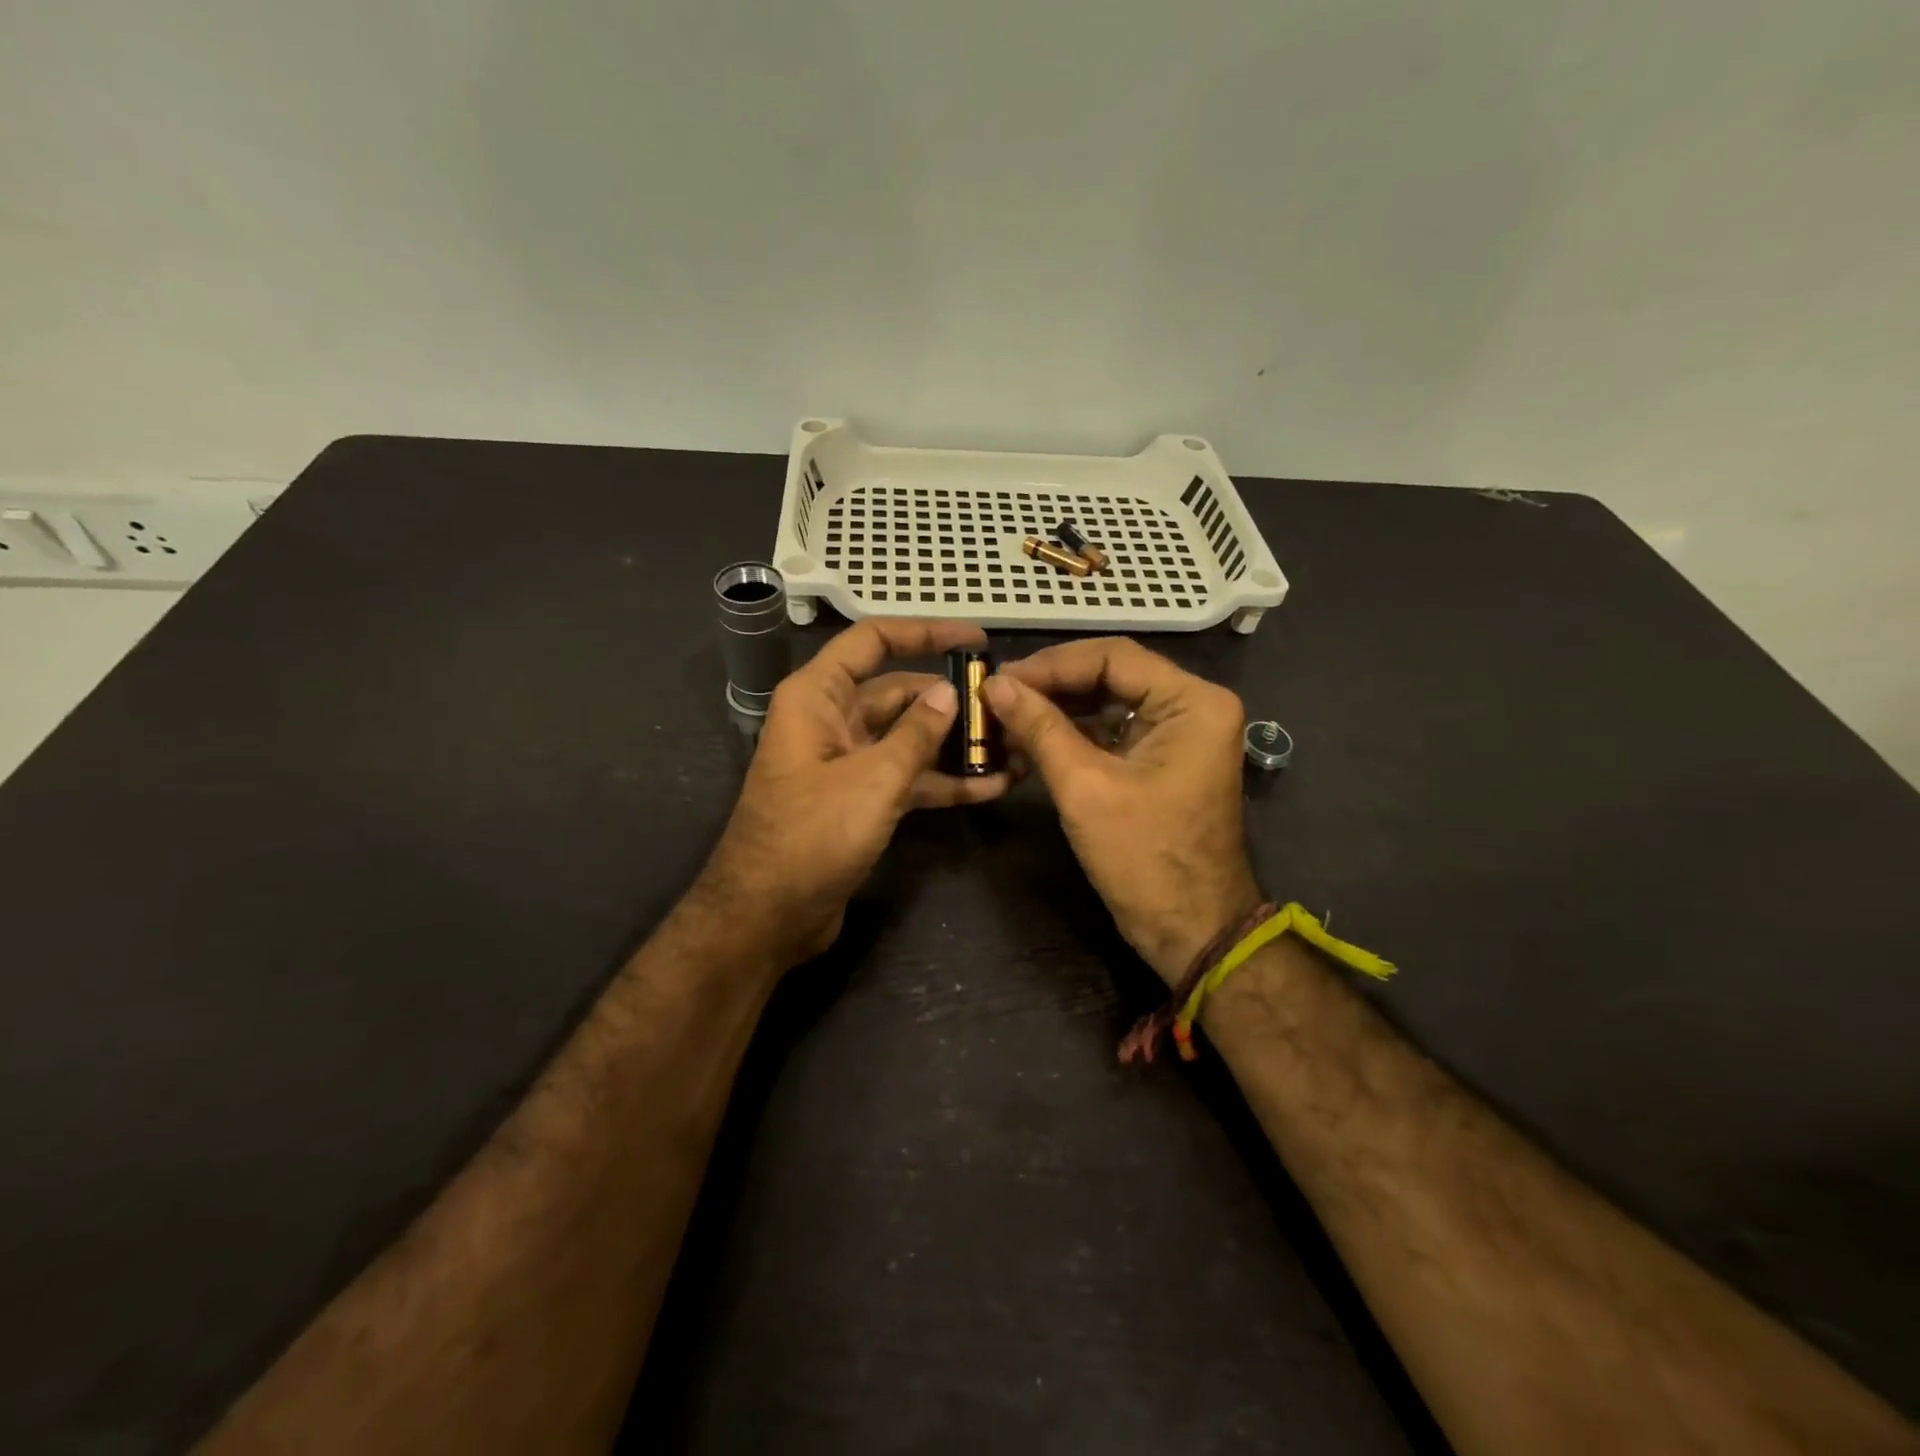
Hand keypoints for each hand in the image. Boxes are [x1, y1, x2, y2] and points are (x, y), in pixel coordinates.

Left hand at [702, 619, 1012, 966]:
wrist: (768, 917)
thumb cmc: (812, 836)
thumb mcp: (873, 779)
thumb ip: (916, 733)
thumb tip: (948, 692)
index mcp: (817, 697)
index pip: (873, 641)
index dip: (925, 633)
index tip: (976, 640)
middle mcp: (830, 721)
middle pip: (897, 693)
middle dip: (949, 699)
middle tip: (1006, 705)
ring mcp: (845, 763)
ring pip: (906, 738)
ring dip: (952, 744)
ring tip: (1011, 746)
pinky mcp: (858, 801)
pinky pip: (906, 778)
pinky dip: (941, 781)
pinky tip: (990, 786)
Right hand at [984, 638, 1260, 984]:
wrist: (1191, 930)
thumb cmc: (1144, 859)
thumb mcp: (1085, 788)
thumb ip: (1040, 728)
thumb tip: (994, 684)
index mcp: (1192, 702)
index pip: (1112, 657)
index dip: (1051, 664)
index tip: (1000, 678)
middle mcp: (1192, 706)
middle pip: (1110, 675)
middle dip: (1051, 686)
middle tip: (996, 695)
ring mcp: (1179, 733)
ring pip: (1107, 702)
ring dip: (1057, 711)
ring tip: (1003, 718)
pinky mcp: (1162, 758)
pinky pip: (1112, 732)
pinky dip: (1072, 736)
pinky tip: (1028, 742)